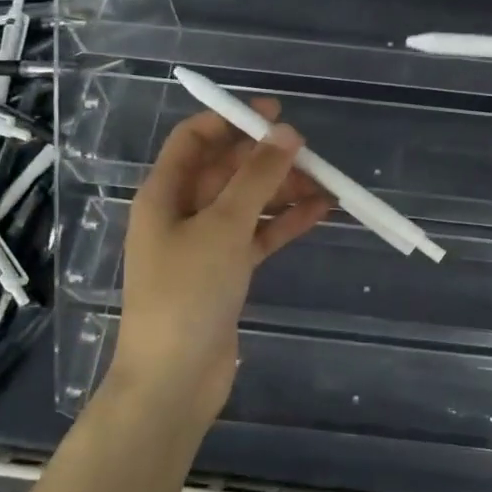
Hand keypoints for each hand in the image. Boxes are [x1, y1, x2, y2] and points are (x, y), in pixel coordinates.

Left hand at [106, 98, 333, 433]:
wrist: (175, 378)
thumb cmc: (188, 293)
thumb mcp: (223, 226)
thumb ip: (257, 177)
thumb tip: (287, 133)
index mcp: (164, 194)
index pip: (194, 140)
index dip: (231, 121)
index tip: (274, 113)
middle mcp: (181, 213)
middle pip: (226, 171)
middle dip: (266, 159)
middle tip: (310, 153)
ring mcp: (204, 245)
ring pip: (247, 204)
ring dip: (282, 192)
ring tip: (327, 184)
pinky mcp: (225, 273)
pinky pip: (257, 236)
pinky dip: (284, 223)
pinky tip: (320, 212)